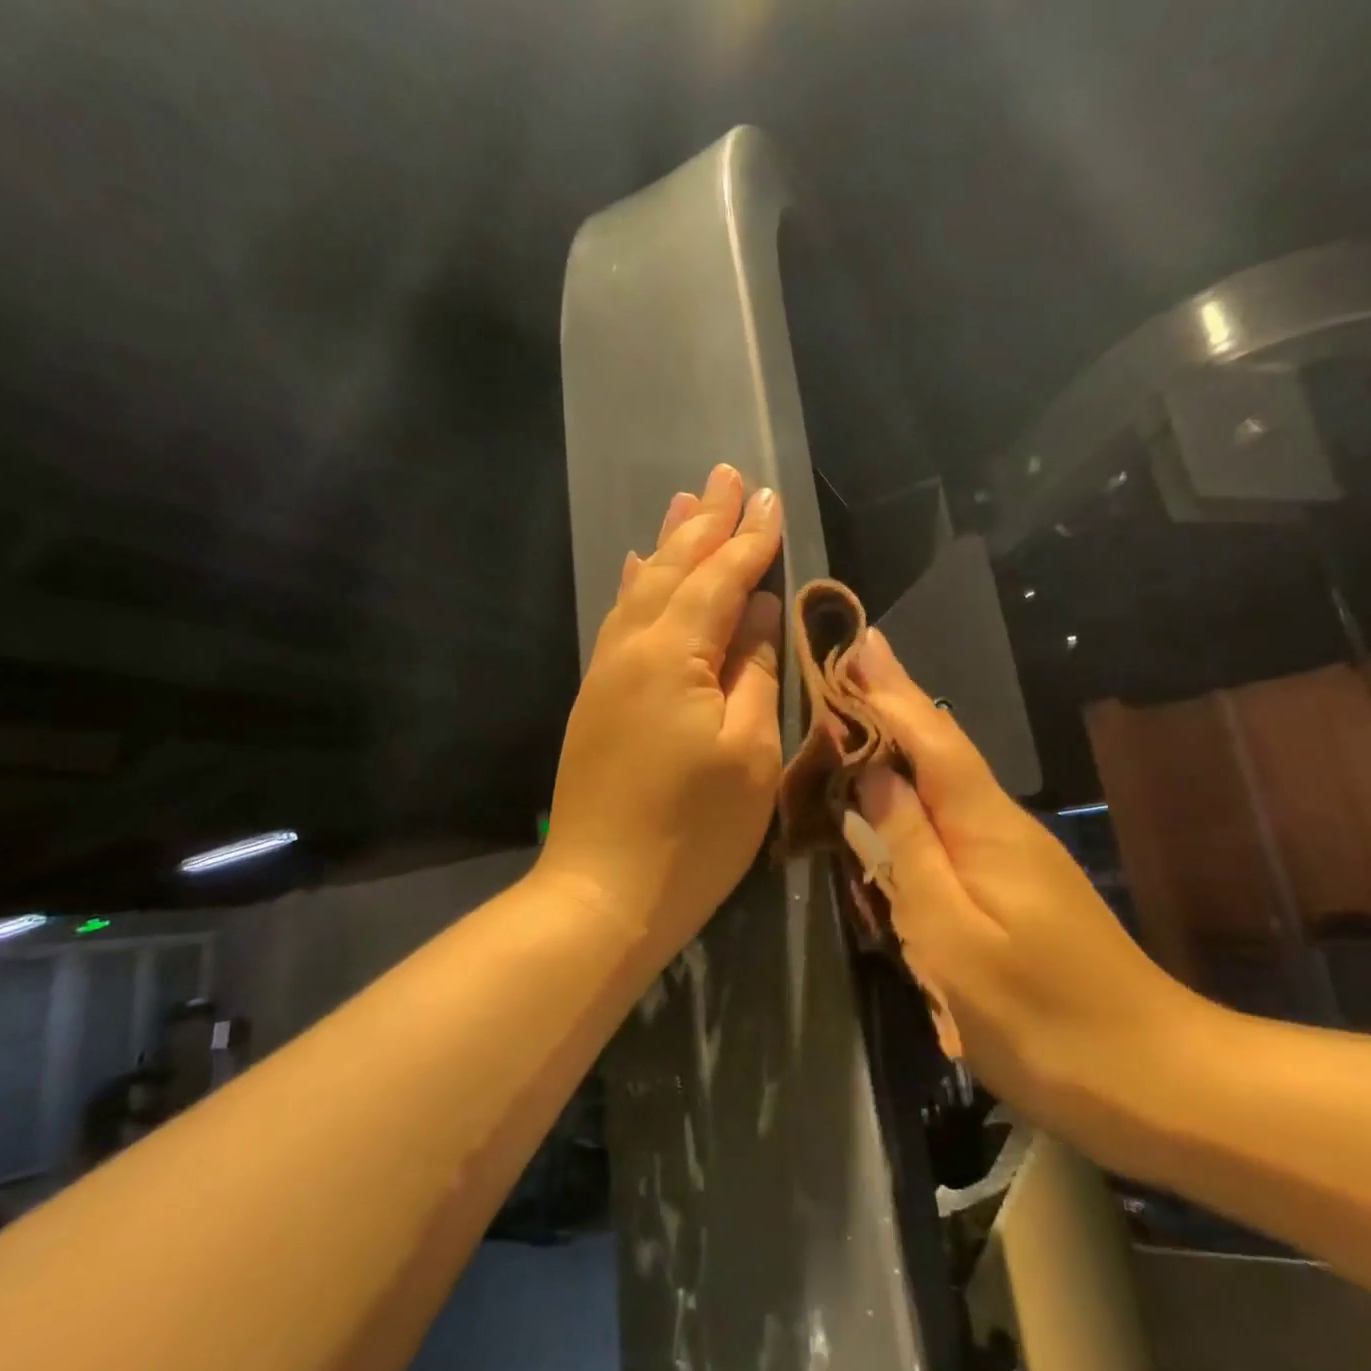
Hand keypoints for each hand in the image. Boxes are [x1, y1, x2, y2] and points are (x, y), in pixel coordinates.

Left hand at [537, 465, 784, 955]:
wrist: (602, 894)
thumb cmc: (692, 834)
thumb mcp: (748, 754)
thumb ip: (752, 671)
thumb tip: (757, 609)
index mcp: (672, 657)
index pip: (719, 581)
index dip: (750, 541)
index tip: (773, 499)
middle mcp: (631, 650)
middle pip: (672, 570)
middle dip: (705, 523)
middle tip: (727, 476)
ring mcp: (607, 674)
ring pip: (640, 589)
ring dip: (667, 543)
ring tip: (686, 501)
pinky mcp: (598, 700)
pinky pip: (619, 622)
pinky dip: (635, 586)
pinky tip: (637, 567)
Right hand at [849, 628, 1202, 1120]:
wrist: (1157, 1079)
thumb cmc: (1042, 1017)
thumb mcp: (953, 939)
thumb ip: (910, 852)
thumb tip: (874, 777)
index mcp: (984, 828)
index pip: (929, 739)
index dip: (891, 691)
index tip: (860, 641)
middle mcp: (1002, 825)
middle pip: (941, 748)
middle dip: (896, 701)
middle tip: (855, 659)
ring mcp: (1016, 854)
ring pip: (949, 779)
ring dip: (907, 736)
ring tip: (867, 705)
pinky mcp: (1018, 882)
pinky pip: (955, 814)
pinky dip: (921, 783)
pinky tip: (905, 785)